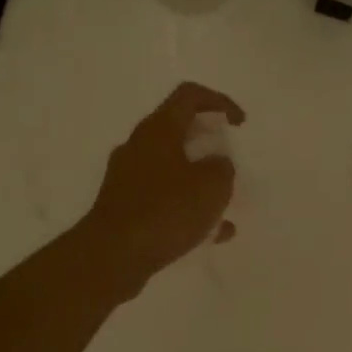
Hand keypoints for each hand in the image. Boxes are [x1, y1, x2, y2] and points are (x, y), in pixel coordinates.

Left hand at [81, 81, 244, 296]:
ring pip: (171, 168)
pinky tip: (210, 234)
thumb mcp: (212, 186)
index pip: (189, 96)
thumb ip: (222, 168)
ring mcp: (127, 178)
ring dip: (198, 180)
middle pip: (177, 131)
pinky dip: (186, 209)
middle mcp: (138, 147)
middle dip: (208, 144)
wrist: (112, 256)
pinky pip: (162, 199)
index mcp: (158, 130)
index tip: (239, 124)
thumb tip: (216, 165)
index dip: (219, 102)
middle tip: (228, 164)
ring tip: (222, 204)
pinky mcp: (123, 208)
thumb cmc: (166, 211)